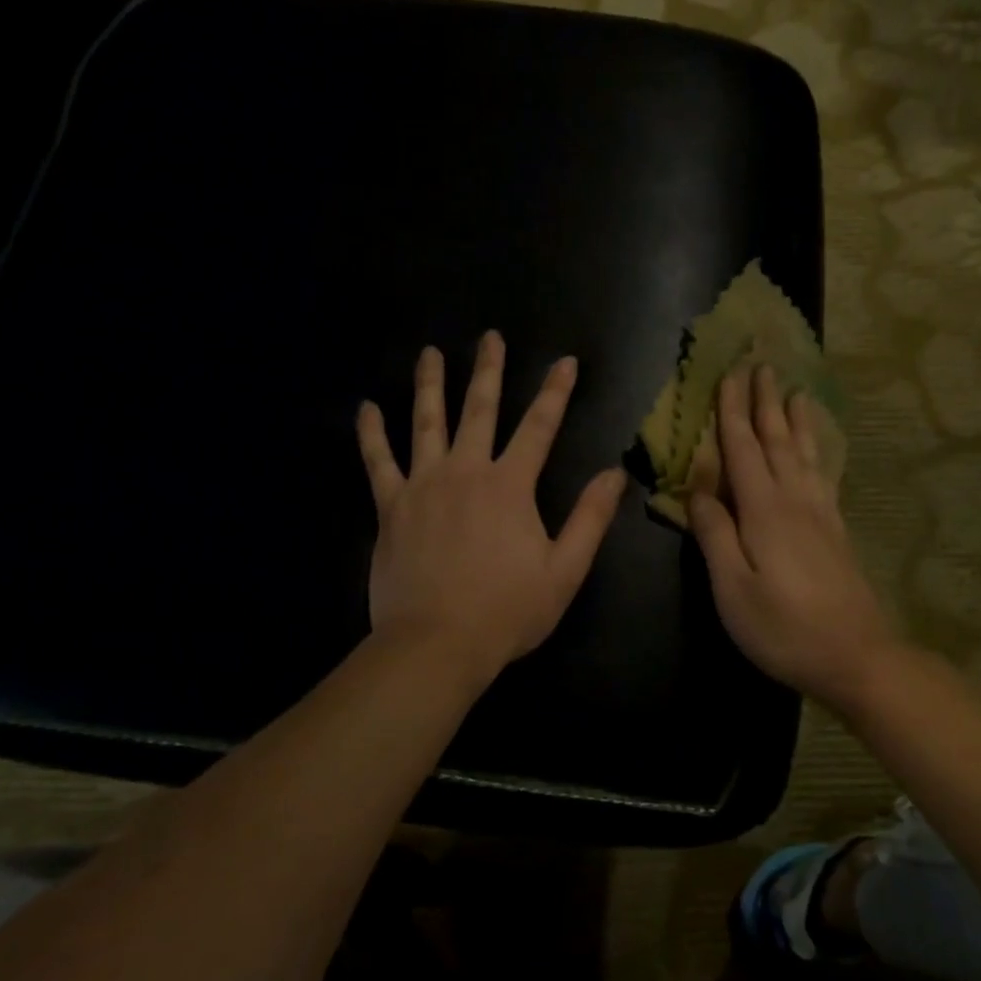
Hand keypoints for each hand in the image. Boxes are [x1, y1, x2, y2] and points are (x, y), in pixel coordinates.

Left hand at [357, 331, 627, 680]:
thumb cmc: (506, 611)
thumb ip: (590, 518)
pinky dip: (371, 434)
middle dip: (488, 370)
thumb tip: (614, 473)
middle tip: (490, 337)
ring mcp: (423, 485)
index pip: (539, 427)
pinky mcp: (391, 507)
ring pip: (426, 423)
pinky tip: (366, 408)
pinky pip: (378, 462)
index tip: (565, 361)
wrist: (436, 643)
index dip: (556, 392)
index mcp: (510, 486)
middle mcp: (466, 471)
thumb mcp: (565, 570)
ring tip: (430, 353)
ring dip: (430, 385)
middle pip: (479, 410)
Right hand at [688, 365, 897, 706]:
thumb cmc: (783, 628)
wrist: (857, 657)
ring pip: (805, 453)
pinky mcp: (836, 531)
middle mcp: (795, 500)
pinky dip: (818, 451)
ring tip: (795, 391)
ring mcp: (821, 514)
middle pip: (776, 440)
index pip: (742, 448)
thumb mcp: (733, 588)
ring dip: (796, 420)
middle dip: (766, 401)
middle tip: (762, 364)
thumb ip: (714, 534)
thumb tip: (697, 488)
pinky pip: (824, 475)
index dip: (732, 410)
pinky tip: (818, 450)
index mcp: (764, 510)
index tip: (729, 373)